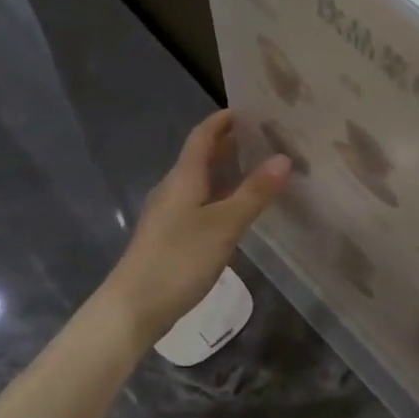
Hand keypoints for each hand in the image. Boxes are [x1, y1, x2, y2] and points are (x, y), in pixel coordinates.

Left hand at [103, 111, 290, 345]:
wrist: (134, 307)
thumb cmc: (179, 259)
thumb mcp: (224, 225)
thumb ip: (254, 193)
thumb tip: (284, 158)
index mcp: (183, 177)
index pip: (203, 135)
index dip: (224, 120)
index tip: (253, 110)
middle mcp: (174, 188)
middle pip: (202, 157)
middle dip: (231, 144)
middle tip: (268, 139)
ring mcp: (170, 214)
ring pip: (202, 182)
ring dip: (228, 172)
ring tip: (262, 171)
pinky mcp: (171, 237)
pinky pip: (200, 204)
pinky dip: (222, 197)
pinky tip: (239, 211)